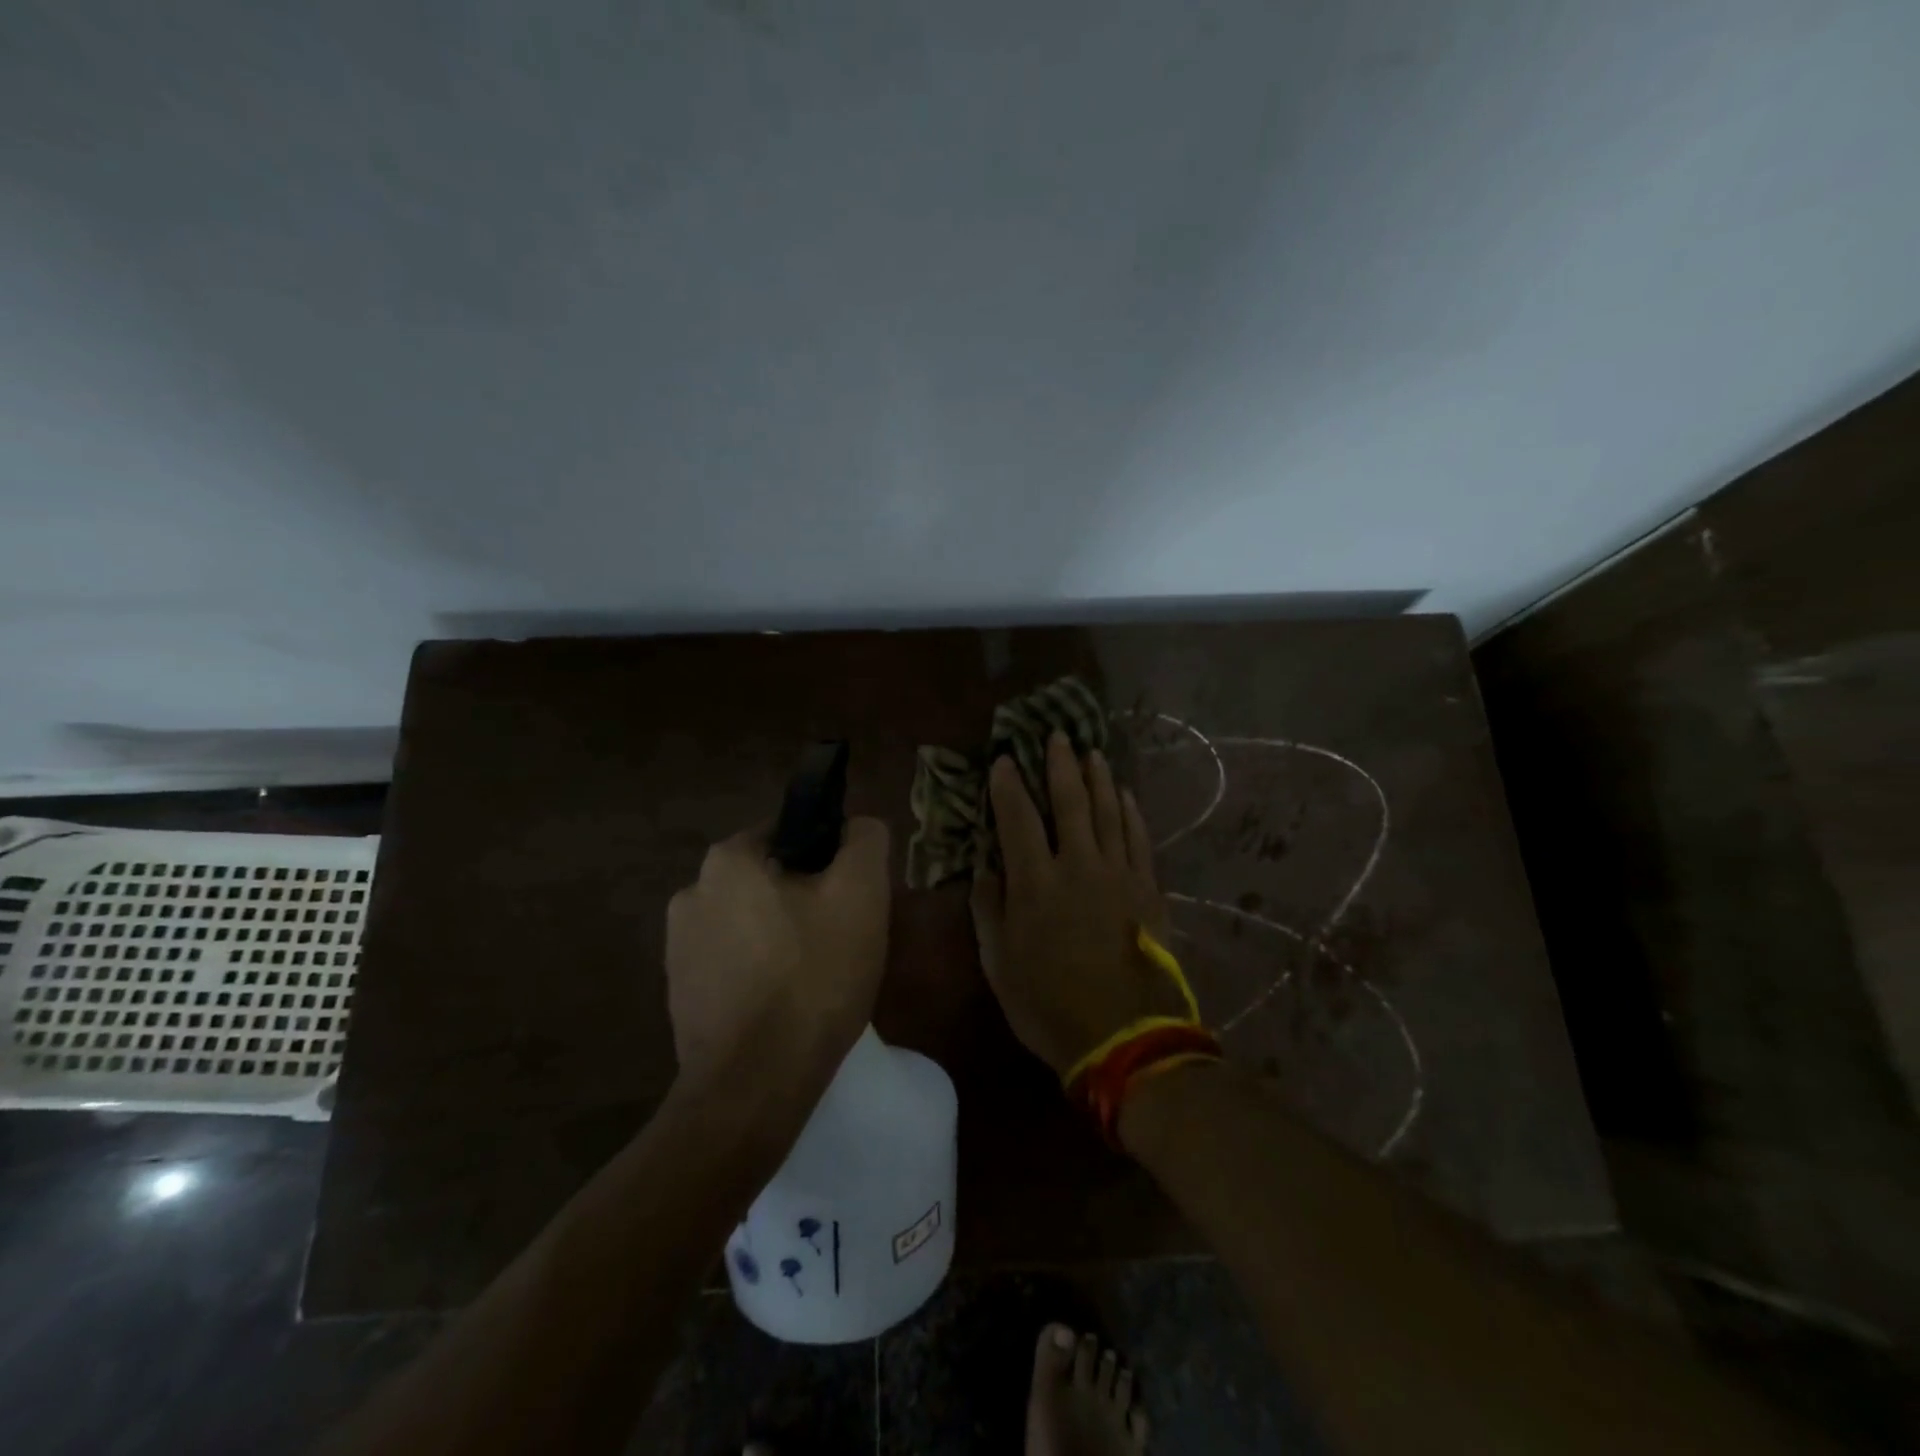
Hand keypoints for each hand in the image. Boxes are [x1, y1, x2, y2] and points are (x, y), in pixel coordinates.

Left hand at [665, 818, 890, 1091]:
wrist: (754, 1084)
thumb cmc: (812, 977)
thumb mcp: (860, 895)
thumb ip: (864, 841)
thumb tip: (858, 825)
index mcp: (727, 860)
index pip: (790, 832)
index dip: (829, 858)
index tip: (852, 896)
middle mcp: (691, 892)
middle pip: (769, 879)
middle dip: (806, 899)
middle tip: (843, 937)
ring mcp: (678, 947)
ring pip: (751, 921)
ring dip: (781, 935)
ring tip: (817, 976)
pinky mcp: (679, 993)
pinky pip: (733, 962)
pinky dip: (759, 971)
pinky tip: (785, 1003)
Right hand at [970, 731, 1186, 1078]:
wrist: (1125, 1036)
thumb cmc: (1049, 1005)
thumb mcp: (999, 964)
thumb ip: (988, 911)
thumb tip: (985, 871)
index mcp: (1034, 882)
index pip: (1017, 818)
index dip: (1007, 785)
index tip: (1003, 759)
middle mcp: (1077, 865)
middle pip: (1068, 802)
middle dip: (1059, 765)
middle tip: (1056, 735)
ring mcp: (1118, 874)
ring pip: (1107, 812)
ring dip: (1097, 779)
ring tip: (1091, 752)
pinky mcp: (1147, 889)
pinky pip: (1138, 839)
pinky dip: (1130, 812)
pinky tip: (1125, 794)